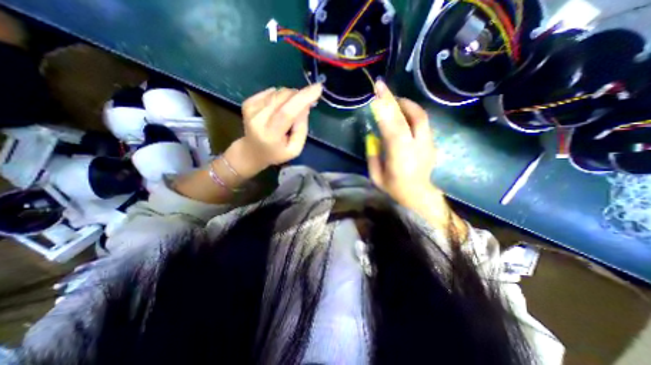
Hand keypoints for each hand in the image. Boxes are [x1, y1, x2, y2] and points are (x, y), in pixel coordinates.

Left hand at [227, 85, 321, 178]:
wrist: (252, 151)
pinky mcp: (248, 102)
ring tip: (289, 112)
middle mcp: (258, 120)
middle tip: (305, 105)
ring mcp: (251, 109)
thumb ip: (301, 128)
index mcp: (271, 135)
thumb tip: (305, 105)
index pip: (287, 112)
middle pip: (283, 98)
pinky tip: (278, 109)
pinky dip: (280, 97)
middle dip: (299, 96)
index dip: (303, 98)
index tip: (317, 88)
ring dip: (290, 98)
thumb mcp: (295, 149)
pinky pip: (271, 92)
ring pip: (278, 92)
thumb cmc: (277, 152)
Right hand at [366, 80, 441, 210]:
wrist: (419, 196)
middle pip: (409, 117)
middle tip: (382, 87)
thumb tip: (372, 137)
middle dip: (394, 99)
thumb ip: (373, 155)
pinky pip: (422, 122)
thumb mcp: (376, 176)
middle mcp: (417, 146)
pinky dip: (411, 113)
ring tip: (392, 99)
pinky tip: (402, 112)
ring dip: (405, 104)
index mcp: (400, 157)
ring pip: (420, 116)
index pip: (393, 128)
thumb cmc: (394, 189)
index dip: (384, 109)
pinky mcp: (431, 143)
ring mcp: (428, 143)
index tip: (375, 94)